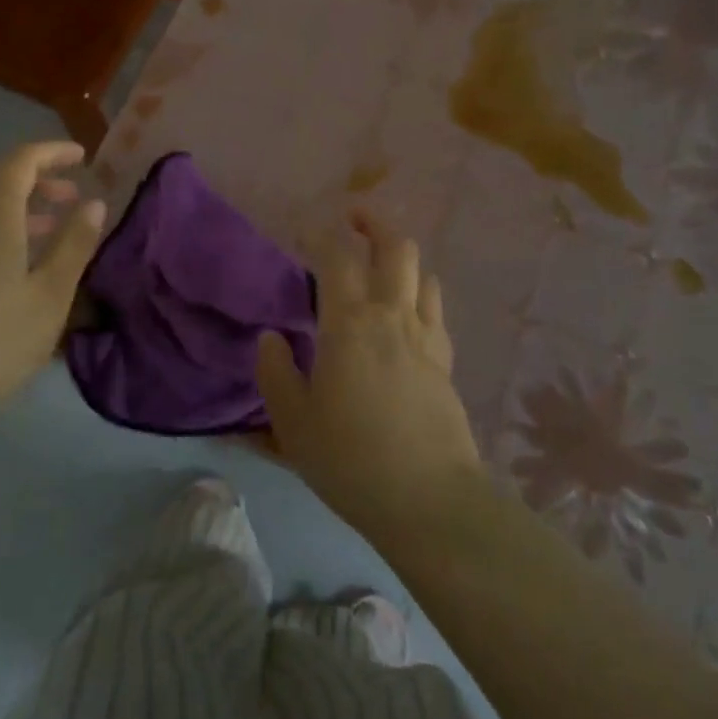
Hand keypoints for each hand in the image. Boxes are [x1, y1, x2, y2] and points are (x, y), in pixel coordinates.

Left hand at [0, 141, 103, 427]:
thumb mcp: (51, 294)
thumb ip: (75, 244)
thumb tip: (95, 202)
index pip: (18, 162)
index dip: (50, 152)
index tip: (82, 156)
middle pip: (0, 182)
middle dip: (40, 178)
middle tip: (75, 195)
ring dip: (26, 207)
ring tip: (59, 226)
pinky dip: (10, 231)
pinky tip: (29, 265)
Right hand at [256, 214, 484, 545]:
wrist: (429, 500)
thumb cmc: (351, 460)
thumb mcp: (293, 424)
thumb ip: (276, 375)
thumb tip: (271, 339)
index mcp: (349, 324)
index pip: (336, 257)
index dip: (320, 233)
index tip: (305, 227)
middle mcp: (391, 316)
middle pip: (395, 247)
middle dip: (374, 223)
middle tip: (353, 218)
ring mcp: (425, 336)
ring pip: (422, 273)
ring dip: (401, 257)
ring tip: (381, 264)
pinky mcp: (446, 361)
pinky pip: (435, 309)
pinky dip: (420, 293)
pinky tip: (408, 310)